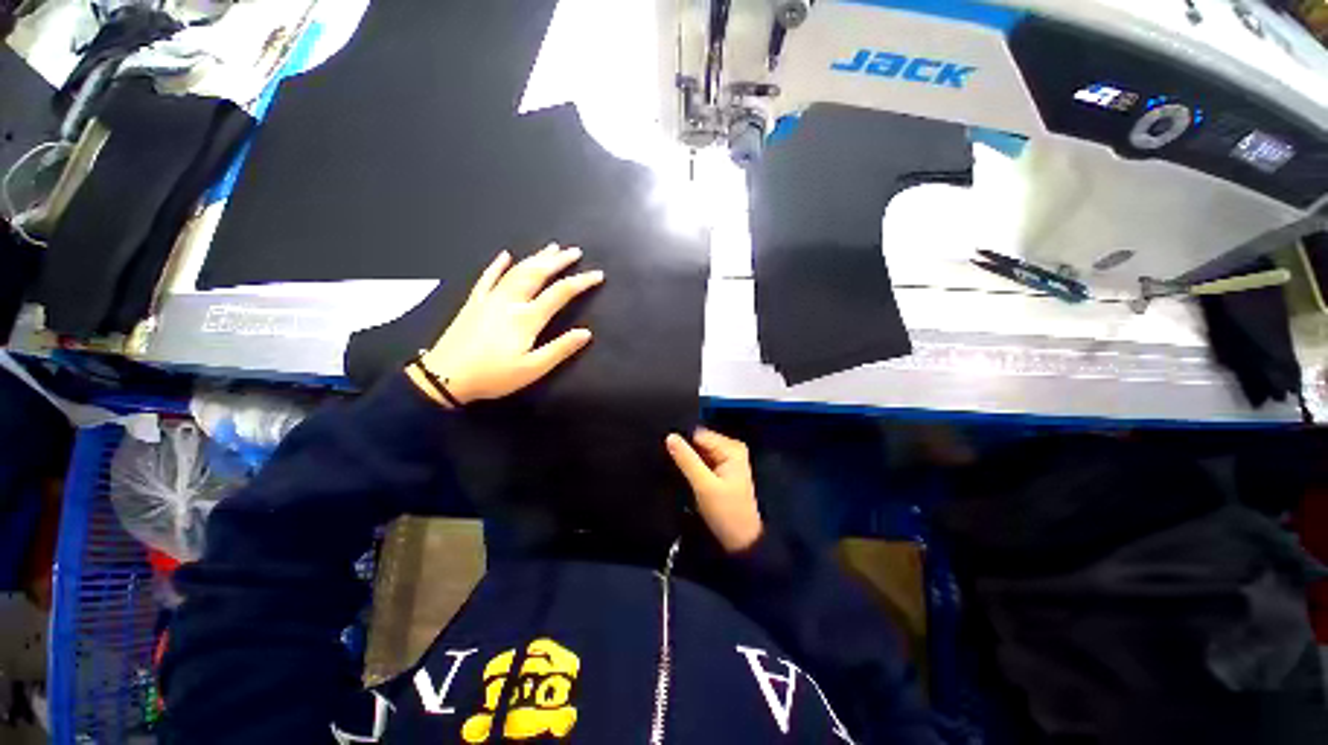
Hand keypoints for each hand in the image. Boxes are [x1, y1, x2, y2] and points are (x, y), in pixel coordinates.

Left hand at [408, 244, 603, 405]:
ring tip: (551, 248)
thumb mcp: (532, 369)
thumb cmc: (493, 376)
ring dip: (536, 257)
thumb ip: (559, 349)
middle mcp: (510, 301)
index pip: (560, 293)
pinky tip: (505, 255)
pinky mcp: (474, 303)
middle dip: (558, 261)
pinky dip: (497, 265)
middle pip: (538, 273)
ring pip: (516, 270)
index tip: (598, 274)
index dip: (581, 282)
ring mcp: (490, 299)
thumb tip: (586, 333)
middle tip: (575, 251)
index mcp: (527, 318)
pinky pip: (487, 277)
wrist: (444, 377)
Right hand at [666, 428, 762, 552]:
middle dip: (683, 450)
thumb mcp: (704, 486)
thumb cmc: (726, 513)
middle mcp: (730, 449)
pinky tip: (677, 471)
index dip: (681, 440)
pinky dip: (690, 466)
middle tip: (663, 459)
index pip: (699, 434)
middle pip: (698, 442)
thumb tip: (670, 436)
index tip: (662, 448)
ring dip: (685, 459)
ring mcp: (725, 460)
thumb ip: (686, 460)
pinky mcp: (719, 471)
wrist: (740, 542)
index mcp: (731, 448)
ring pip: (697, 452)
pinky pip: (700, 462)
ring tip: (667, 465)